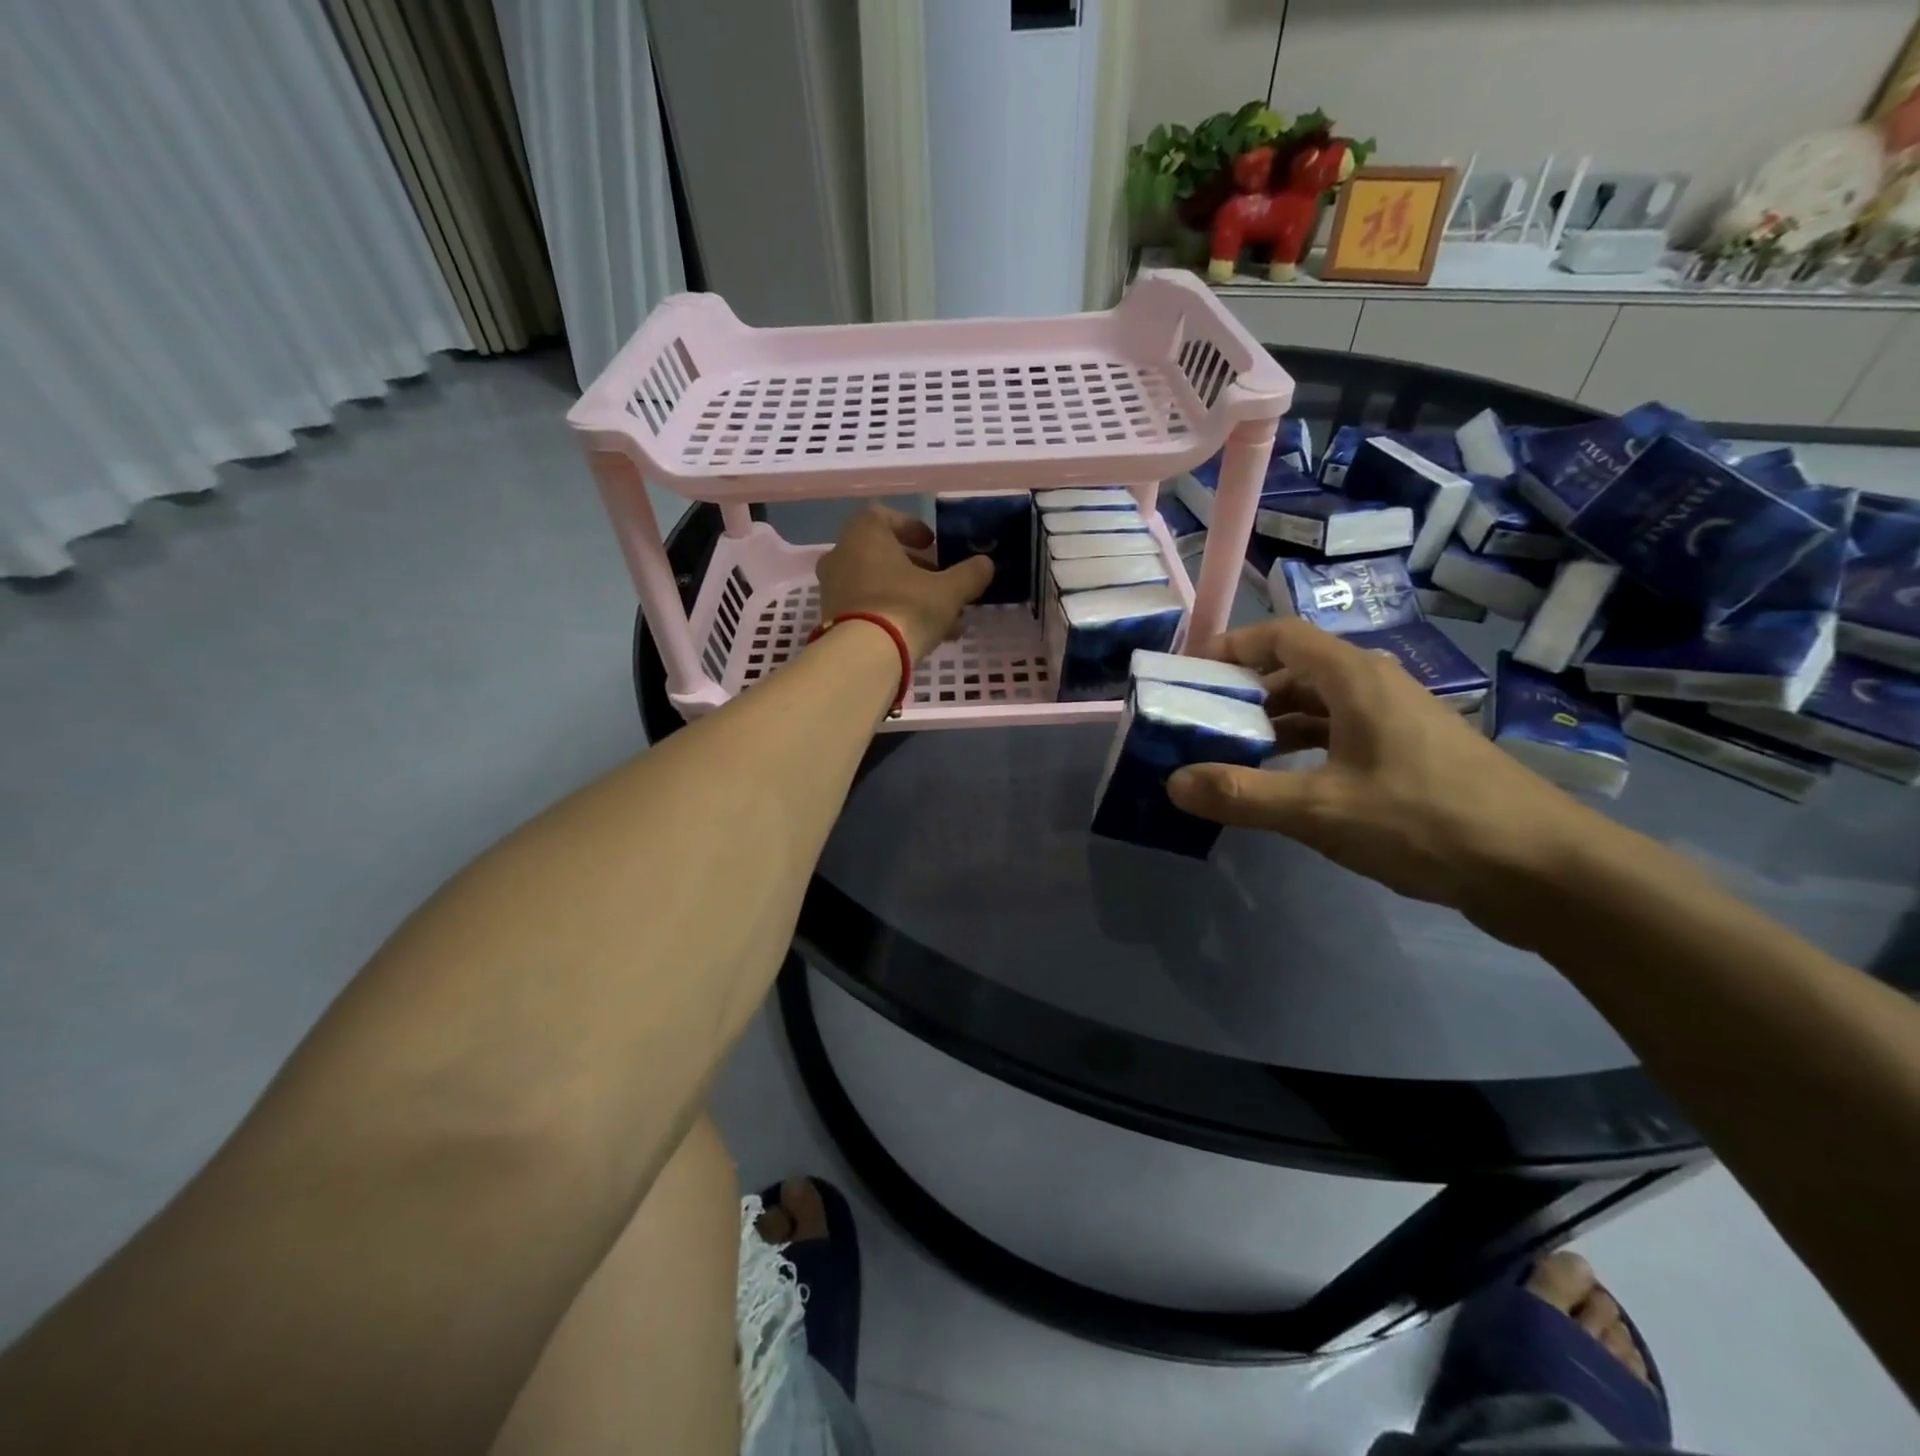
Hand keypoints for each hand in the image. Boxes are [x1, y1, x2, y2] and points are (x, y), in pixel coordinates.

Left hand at [815, 505, 994, 661]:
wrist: (863, 657)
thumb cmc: (906, 607)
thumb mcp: (949, 591)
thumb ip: (970, 574)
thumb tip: (985, 564)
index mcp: (864, 535)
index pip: (883, 516)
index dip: (910, 527)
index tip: (931, 544)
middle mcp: (842, 556)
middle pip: (881, 553)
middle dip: (913, 567)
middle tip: (939, 582)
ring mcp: (833, 590)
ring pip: (876, 584)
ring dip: (906, 595)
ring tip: (939, 617)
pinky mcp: (832, 620)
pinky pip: (866, 609)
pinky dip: (891, 615)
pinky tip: (921, 637)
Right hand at [1165, 619, 1608, 930]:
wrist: (1543, 870)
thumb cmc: (1426, 821)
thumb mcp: (1321, 810)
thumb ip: (1242, 795)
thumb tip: (1173, 782)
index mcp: (1355, 679)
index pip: (1281, 636)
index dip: (1231, 647)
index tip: (1190, 675)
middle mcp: (1375, 688)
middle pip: (1295, 671)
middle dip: (1243, 694)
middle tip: (1199, 726)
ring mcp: (1397, 723)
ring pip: (1318, 708)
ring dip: (1272, 727)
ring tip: (1229, 758)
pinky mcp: (1411, 757)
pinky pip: (1340, 738)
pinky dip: (1303, 752)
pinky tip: (1284, 786)